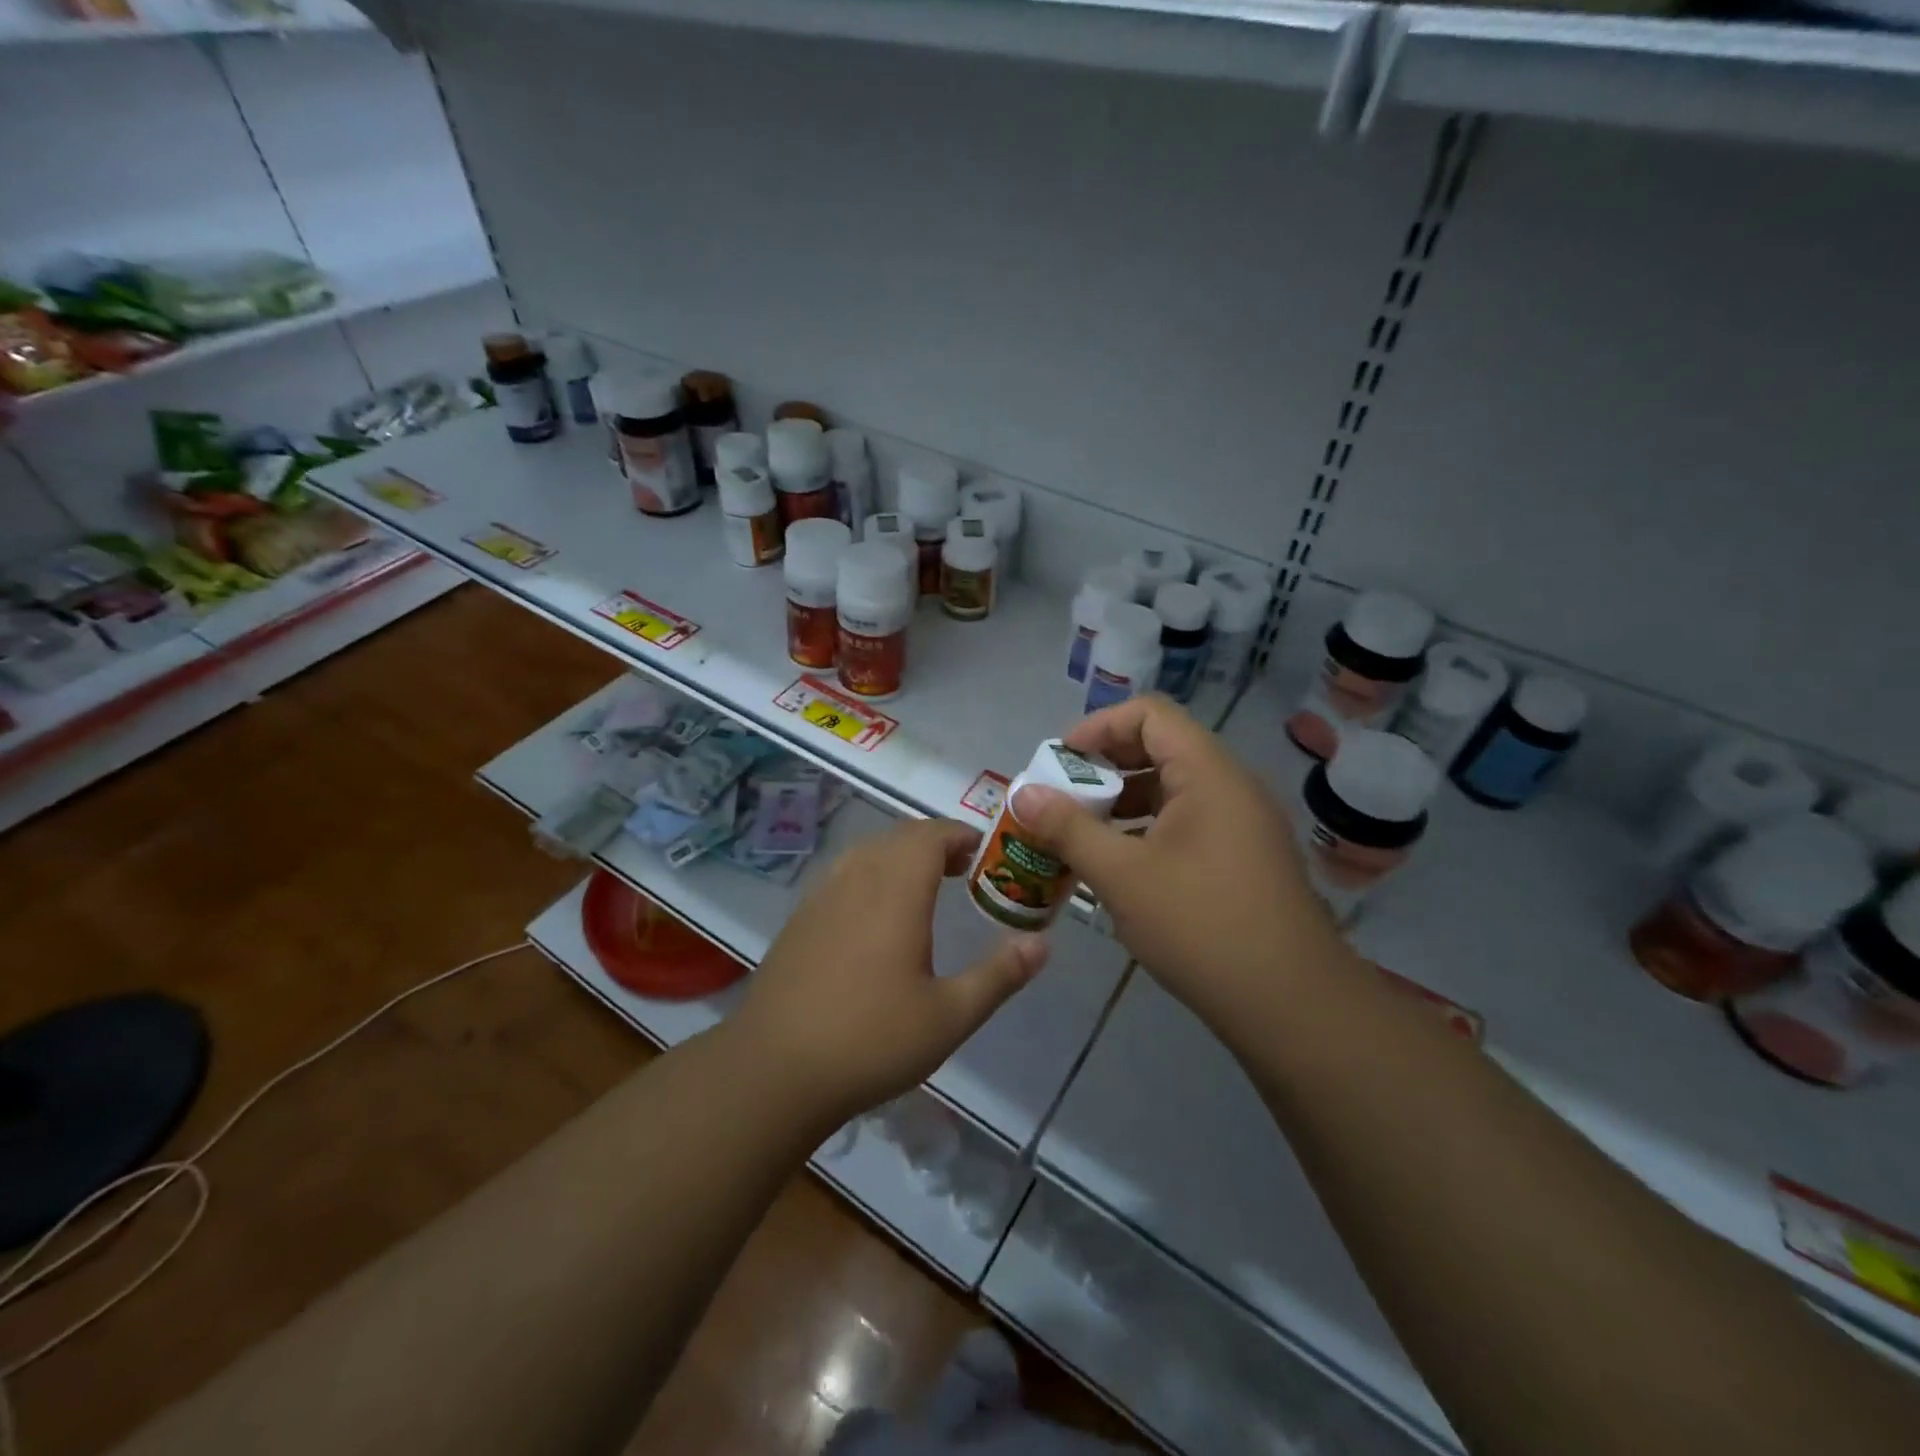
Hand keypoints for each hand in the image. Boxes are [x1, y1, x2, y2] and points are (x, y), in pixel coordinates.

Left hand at [729, 817, 1048, 1128]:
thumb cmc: (871, 1041)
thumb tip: (1042, 943)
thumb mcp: (949, 1016)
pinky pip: (843, 874)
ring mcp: (821, 897)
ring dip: (901, 856)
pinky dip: (871, 874)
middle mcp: (856, 880)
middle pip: (899, 837)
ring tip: (925, 887)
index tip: (985, 853)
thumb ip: (999, 975)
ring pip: (868, 852)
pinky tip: (876, 916)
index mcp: (895, 892)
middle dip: (936, 843)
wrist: (774, 1070)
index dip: (960, 835)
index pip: (930, 835)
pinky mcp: (799, 920)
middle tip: (965, 871)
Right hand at [1010, 695, 1354, 1045]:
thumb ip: (1068, 828)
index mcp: (1208, 774)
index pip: (1150, 714)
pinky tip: (1120, 869)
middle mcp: (1231, 787)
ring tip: (1082, 836)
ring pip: (1173, 791)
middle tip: (1064, 799)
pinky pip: (1188, 825)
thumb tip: (1024, 793)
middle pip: (1160, 749)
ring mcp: (1243, 825)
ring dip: (1123, 804)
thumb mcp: (1121, 875)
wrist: (1291, 1005)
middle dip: (1105, 768)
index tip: (1061, 762)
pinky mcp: (1244, 860)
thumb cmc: (1201, 925)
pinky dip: (1148, 832)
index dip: (1099, 727)